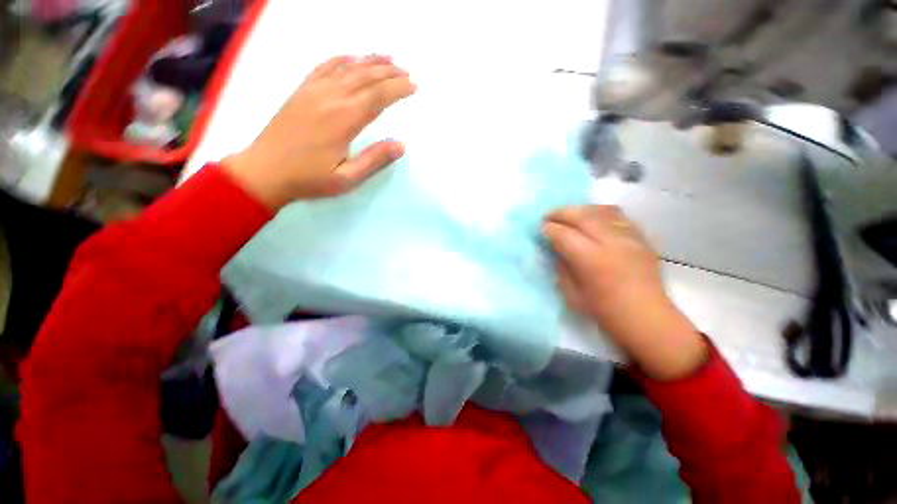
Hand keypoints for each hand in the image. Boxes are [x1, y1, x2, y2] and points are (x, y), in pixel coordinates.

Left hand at [223, 55, 416, 208]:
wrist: (264, 171)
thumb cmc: (309, 178)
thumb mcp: (347, 178)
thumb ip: (374, 160)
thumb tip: (401, 145)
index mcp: (343, 120)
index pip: (377, 97)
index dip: (398, 89)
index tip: (414, 86)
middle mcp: (330, 98)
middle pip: (365, 77)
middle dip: (389, 73)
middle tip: (407, 72)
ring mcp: (313, 91)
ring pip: (347, 68)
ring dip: (370, 61)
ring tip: (389, 58)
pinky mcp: (301, 91)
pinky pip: (324, 67)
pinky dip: (341, 58)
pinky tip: (352, 56)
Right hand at [544, 205, 707, 379]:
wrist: (647, 318)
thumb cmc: (605, 311)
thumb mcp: (572, 293)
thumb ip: (562, 267)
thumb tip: (556, 249)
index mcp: (592, 260)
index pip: (564, 234)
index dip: (549, 229)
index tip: (541, 228)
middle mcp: (612, 243)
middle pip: (582, 216)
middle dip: (561, 212)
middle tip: (549, 216)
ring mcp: (630, 237)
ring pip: (601, 211)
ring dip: (580, 209)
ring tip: (569, 214)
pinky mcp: (642, 238)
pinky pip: (619, 216)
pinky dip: (600, 213)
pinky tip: (593, 218)